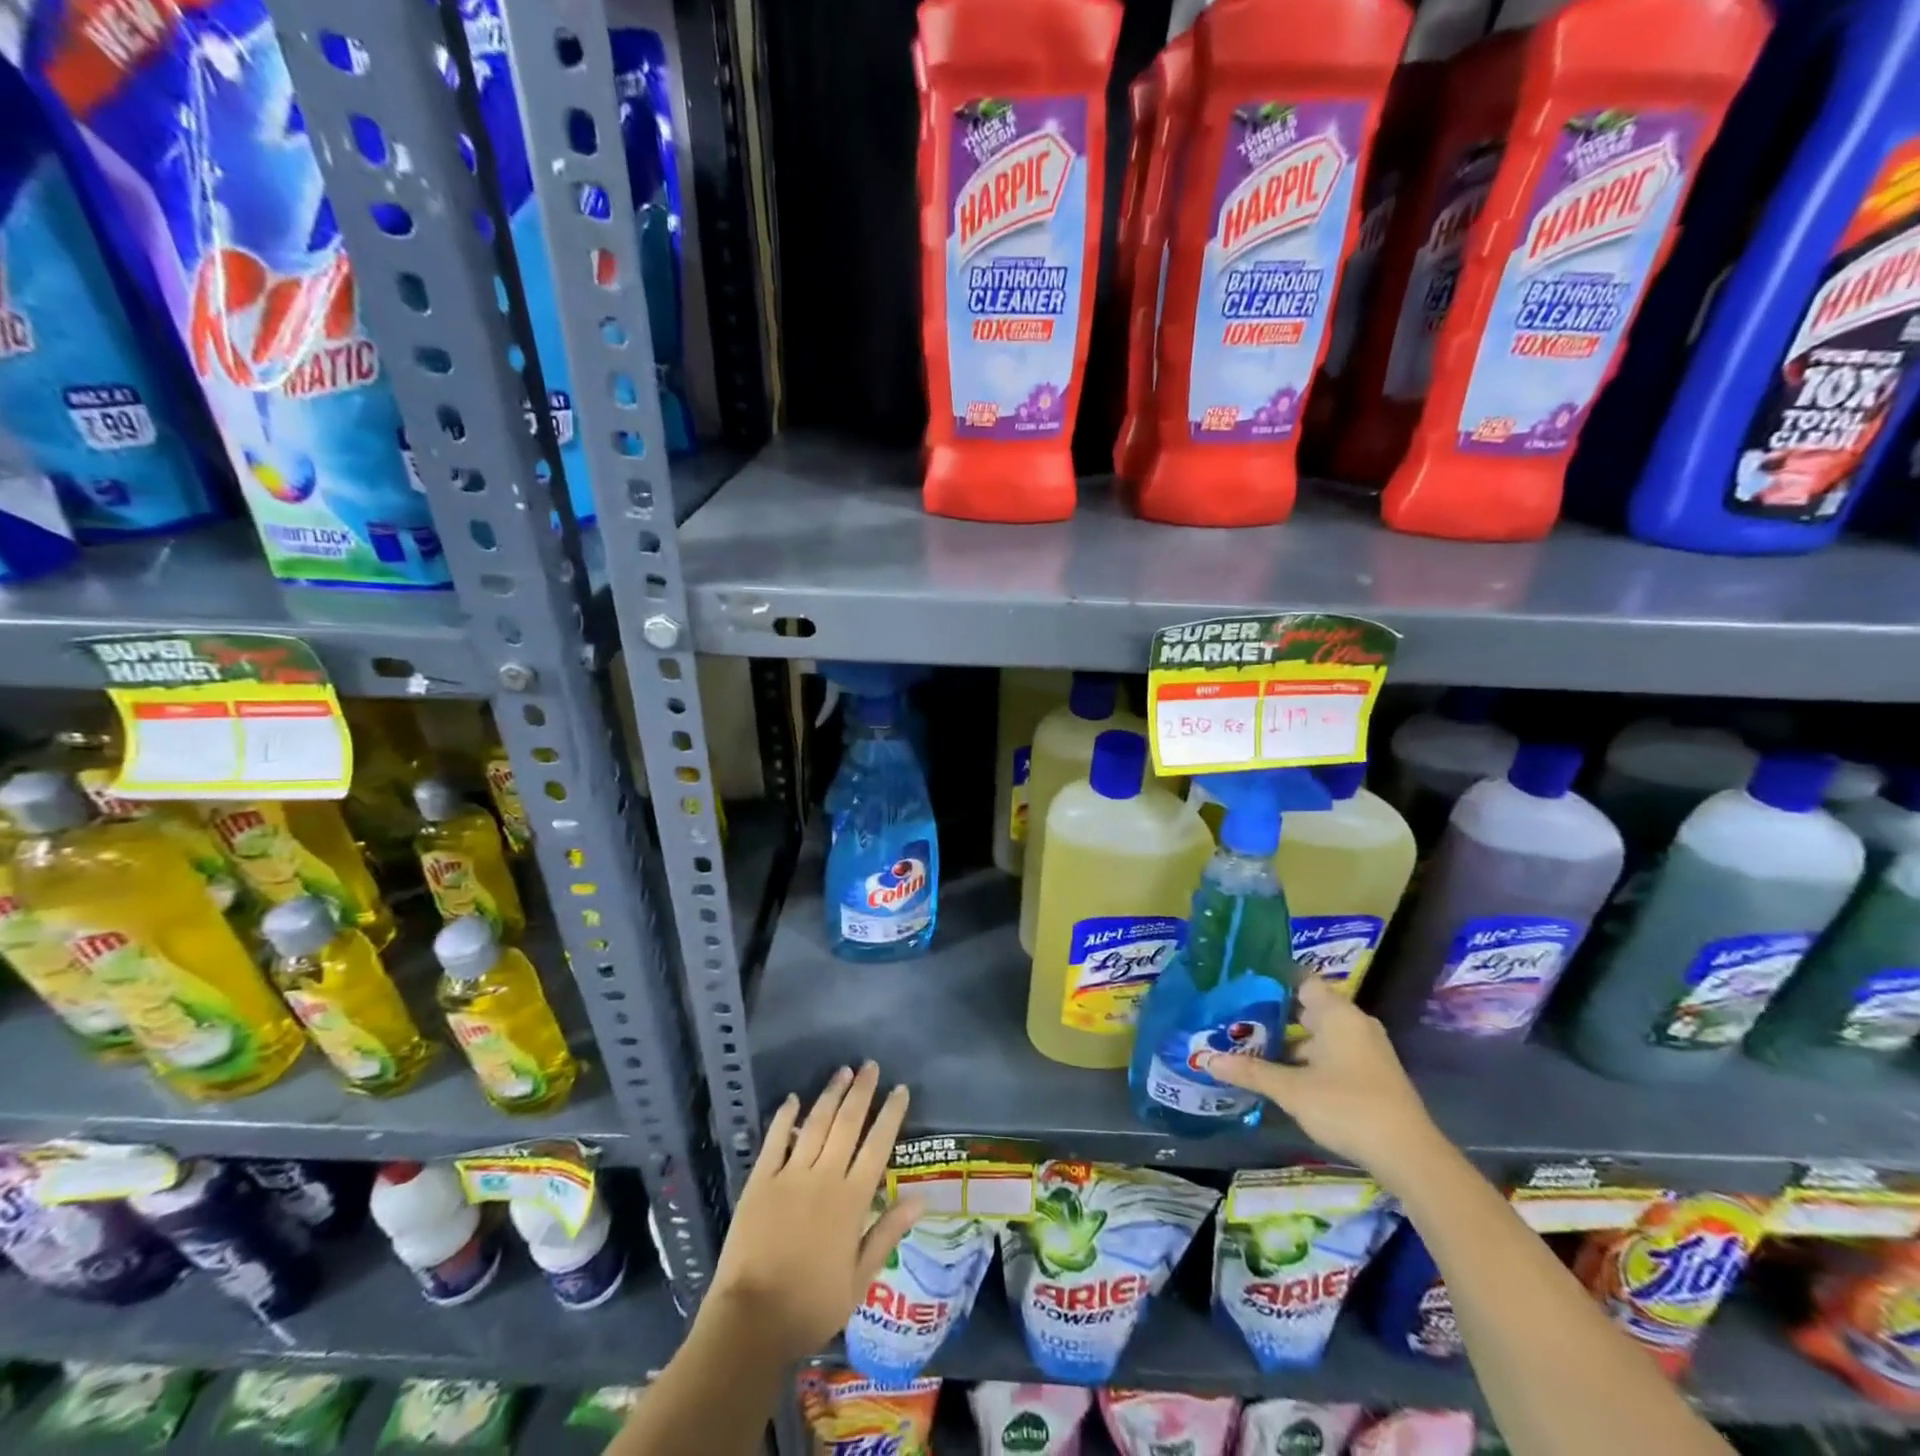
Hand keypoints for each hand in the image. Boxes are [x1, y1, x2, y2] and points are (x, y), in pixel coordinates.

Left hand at [705, 1062, 920, 1362]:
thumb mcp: (859, 1280)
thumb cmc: (811, 1306)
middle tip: (871, 1065)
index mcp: (852, 1201)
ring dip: (830, 1095)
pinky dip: (785, 1117)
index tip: (900, 1090)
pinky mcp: (760, 1181)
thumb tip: (921, 1199)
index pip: (877, 1146)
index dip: (890, 1115)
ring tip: (842, 1071)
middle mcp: (824, 1178)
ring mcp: (790, 1175)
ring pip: (815, 1124)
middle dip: (862, 1092)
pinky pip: (775, 1140)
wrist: (752, 1321)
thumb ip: (887, 1233)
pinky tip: (792, 1099)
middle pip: (847, 1124)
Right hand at [1202, 977, 1445, 1186]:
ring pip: (1319, 1035)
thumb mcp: (1291, 1090)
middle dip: (1273, 1014)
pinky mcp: (1371, 1074)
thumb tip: (1206, 1060)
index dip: (1272, 980)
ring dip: (1290, 1042)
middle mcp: (1354, 1023)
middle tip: (1236, 1017)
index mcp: (1337, 1013)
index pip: (1300, 980)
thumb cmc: (1346, 1106)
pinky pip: (1332, 1054)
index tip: (1241, 983)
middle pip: (1307, 1008)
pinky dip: (1308, 1059)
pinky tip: (1282, 1074)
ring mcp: (1366, 1049)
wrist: (1408, 1155)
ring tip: (1251, 1047)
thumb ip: (1250, 1071)